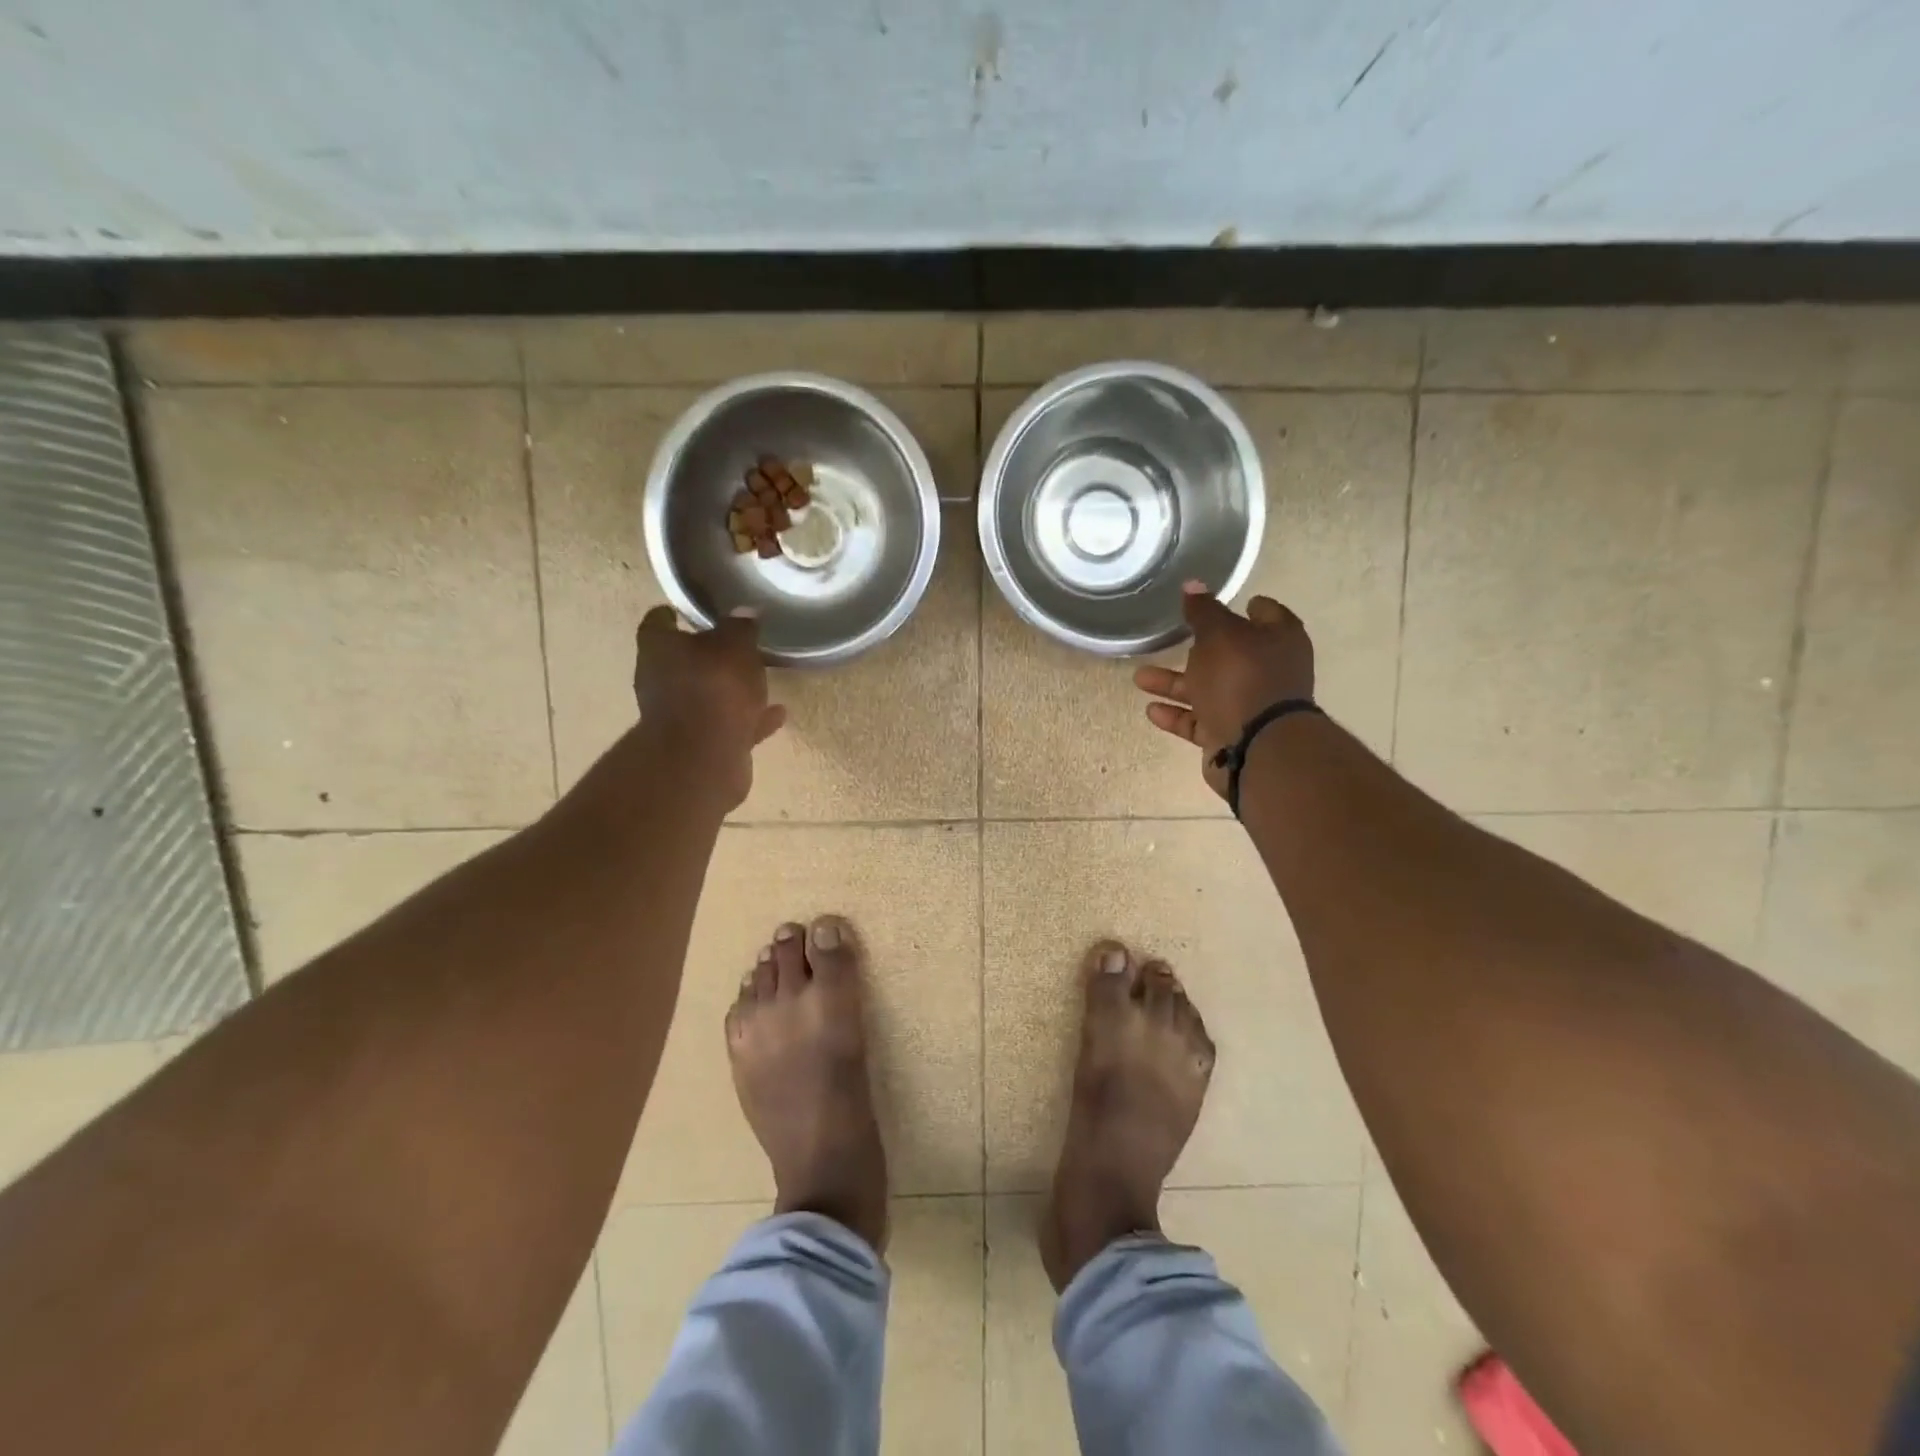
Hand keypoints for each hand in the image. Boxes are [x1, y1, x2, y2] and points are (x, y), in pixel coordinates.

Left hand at [633, 606, 786, 806]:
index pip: (658, 623)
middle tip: (734, 644)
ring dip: (730, 689)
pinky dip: (749, 718)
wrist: (704, 758)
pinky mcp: (700, 745)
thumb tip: (744, 611)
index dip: (672, 615)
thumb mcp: (735, 646)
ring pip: (706, 695)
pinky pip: (729, 723)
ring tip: (760, 680)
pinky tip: (777, 713)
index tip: (687, 611)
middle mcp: (660, 681)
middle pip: (681, 661)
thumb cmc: (714, 688)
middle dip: (706, 655)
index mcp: (659, 650)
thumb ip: (740, 627)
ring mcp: (678, 717)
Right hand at [1133, 582, 1314, 798]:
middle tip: (1169, 640)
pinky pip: (1200, 720)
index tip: (1214, 604)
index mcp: (1279, 639)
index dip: (1243, 606)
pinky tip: (1151, 710)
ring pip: (1208, 688)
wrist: (1258, 747)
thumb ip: (1203, 611)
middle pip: (1230, 654)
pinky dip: (1177, 714)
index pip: (1265, 613)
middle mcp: (1269, 670)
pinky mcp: (1232, 734)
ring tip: (1139, 678)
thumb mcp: (1218, 635)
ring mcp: (1251, 705)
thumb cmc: (1241, 678)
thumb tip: (1193, 583)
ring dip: (1174, 684)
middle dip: (1195, 649)